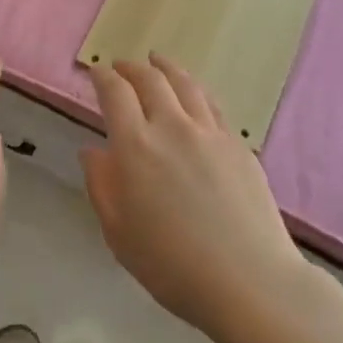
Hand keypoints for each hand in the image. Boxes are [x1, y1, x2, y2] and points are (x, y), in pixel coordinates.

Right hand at [83, 54, 305, 341]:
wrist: (249, 281)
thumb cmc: (172, 265)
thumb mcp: (118, 232)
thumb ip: (101, 185)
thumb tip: (92, 151)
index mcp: (136, 146)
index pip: (114, 93)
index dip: (102, 76)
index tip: (95, 71)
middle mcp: (172, 127)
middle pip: (150, 79)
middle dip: (131, 67)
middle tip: (121, 64)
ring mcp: (210, 133)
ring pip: (185, 84)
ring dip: (166, 68)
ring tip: (157, 61)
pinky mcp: (238, 145)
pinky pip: (212, 104)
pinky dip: (195, 90)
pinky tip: (194, 94)